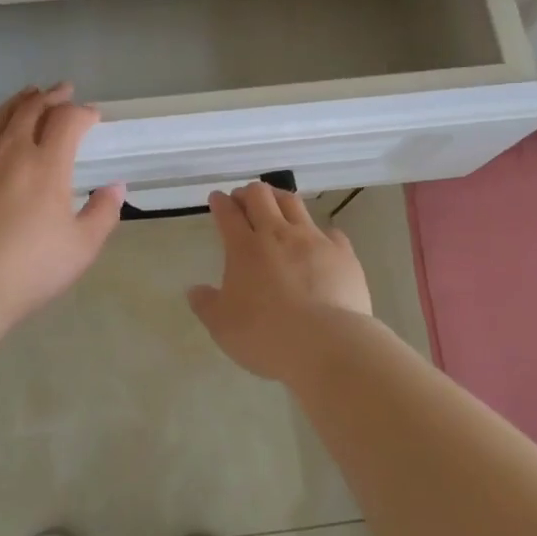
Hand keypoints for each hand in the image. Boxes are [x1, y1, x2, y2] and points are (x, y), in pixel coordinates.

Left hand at [0, 84, 124, 325]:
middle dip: (52, 96)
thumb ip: (103, 213)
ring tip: (28, 95)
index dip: (83, 113)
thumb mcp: (82, 247)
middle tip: (62, 92)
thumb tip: (115, 187)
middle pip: (32, 108)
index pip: (68, 121)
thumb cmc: (30, 268)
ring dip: (17, 101)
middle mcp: (12, 150)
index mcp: (48, 165)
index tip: (92, 116)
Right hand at [187, 182, 373, 381]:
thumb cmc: (265, 335)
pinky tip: (320, 242)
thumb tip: (194, 290)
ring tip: (276, 204)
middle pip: (260, 196)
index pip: (228, 213)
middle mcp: (277, 234)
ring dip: (280, 198)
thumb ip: (206, 304)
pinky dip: (321, 233)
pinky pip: (330, 232)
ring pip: (293, 203)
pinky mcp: (342, 253)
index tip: (217, 198)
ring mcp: (313, 239)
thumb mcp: (222, 326)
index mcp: (244, 248)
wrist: (326, 343)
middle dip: (248, 192)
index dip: (220, 202)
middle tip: (243, 199)